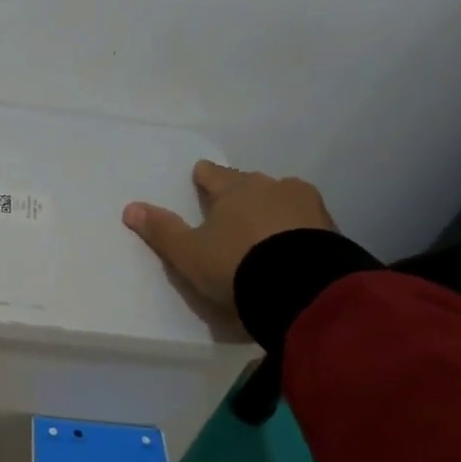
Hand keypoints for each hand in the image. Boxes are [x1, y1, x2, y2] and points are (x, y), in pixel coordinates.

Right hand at [123, 160, 334, 310]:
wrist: (301, 286)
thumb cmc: (236, 264)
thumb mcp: (189, 253)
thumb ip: (162, 231)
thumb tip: (130, 207)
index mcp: (234, 189)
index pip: (214, 175)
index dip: (205, 176)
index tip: (200, 175)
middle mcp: (271, 187)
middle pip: (251, 183)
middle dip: (241, 191)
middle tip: (233, 205)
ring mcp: (305, 205)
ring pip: (283, 198)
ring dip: (273, 207)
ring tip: (267, 226)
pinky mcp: (330, 228)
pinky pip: (306, 221)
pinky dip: (297, 228)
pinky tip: (293, 243)